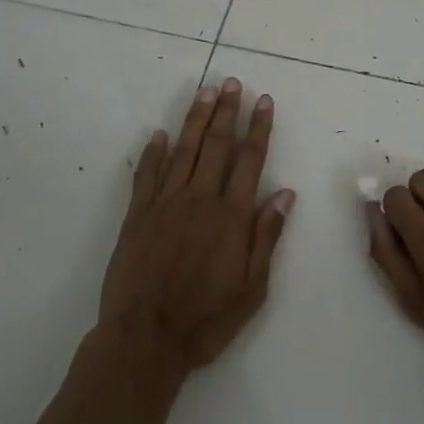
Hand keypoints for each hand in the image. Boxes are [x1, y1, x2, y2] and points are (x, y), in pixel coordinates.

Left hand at [97, 79, 294, 394]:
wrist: (145, 340)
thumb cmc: (205, 319)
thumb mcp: (252, 288)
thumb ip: (267, 237)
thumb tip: (286, 194)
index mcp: (231, 216)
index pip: (249, 160)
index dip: (258, 128)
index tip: (263, 100)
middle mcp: (200, 199)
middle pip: (216, 145)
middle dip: (227, 111)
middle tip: (232, 82)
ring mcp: (165, 204)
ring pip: (184, 150)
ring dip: (196, 119)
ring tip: (205, 92)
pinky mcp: (137, 216)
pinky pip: (146, 175)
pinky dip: (153, 152)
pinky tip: (158, 133)